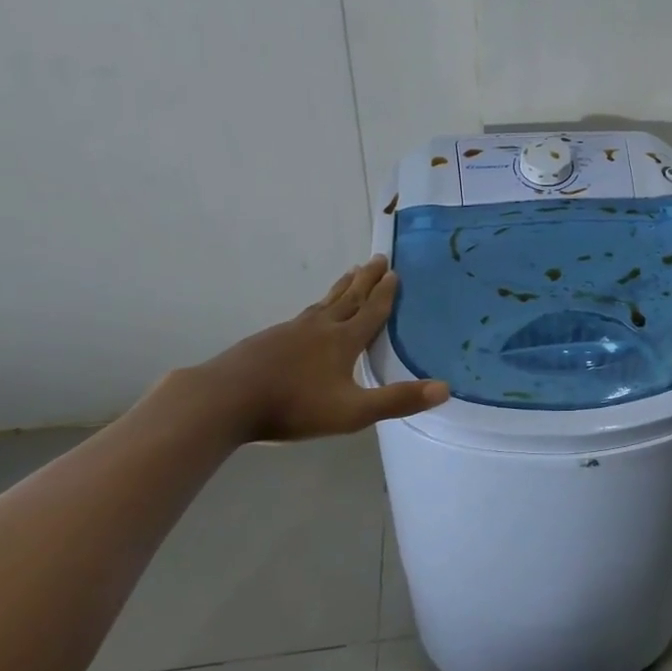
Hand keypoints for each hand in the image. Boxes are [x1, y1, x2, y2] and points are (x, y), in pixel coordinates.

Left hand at [188, 257, 447, 442]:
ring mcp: (291, 331)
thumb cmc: (294, 406)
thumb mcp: (353, 411)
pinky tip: (310, 315)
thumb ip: (398, 400)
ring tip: (350, 275)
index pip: (371, 312)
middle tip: (378, 258)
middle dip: (366, 280)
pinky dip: (316, 307)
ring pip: (324, 303)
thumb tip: (445, 389)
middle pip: (349, 298)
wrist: (226, 400)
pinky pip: (302, 316)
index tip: (395, 272)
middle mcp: (320, 327)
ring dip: (342, 288)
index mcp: (343, 341)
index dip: (385, 294)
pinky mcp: (268, 340)